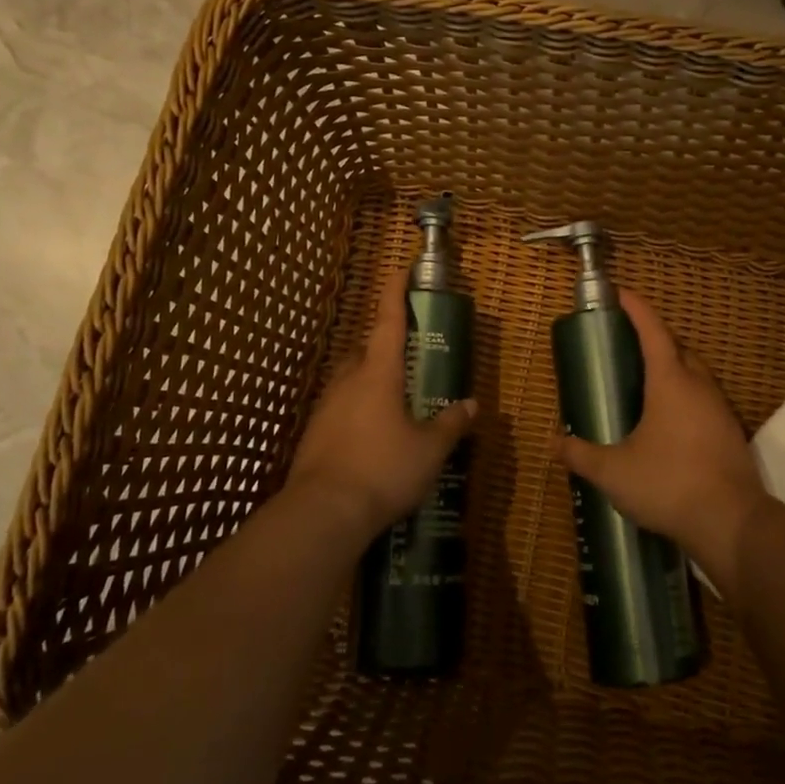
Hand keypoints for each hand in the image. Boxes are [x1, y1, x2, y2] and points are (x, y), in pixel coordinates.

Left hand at [286, 268, 478, 540]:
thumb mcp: (428, 450)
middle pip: (366, 350)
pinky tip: (371, 434)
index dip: (395, 293)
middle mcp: (348, 382)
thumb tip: (470, 405)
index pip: (388, 322)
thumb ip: (450, 424)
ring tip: (394, 400)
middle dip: (384, 345)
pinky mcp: (314, 434)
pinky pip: (340, 408)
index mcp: (378, 374)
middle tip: (408, 356)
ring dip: (370, 379)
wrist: (322, 514)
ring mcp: (326, 408)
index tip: (399, 269)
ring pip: (350, 380)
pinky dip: (358, 409)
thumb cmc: (382, 470)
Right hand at [556, 288, 771, 595]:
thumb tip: (554, 442)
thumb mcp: (613, 471)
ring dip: (672, 367)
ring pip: (694, 373)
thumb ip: (581, 454)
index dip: (636, 308)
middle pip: (677, 348)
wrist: (731, 522)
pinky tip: (669, 421)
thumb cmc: (668, 484)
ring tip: (645, 382)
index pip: (652, 331)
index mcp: (670, 382)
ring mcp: (719, 408)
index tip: (621, 293)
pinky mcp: (730, 432)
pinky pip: (704, 398)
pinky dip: (685, 395)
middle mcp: (699, 385)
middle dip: (654, 337)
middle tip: (627, 343)